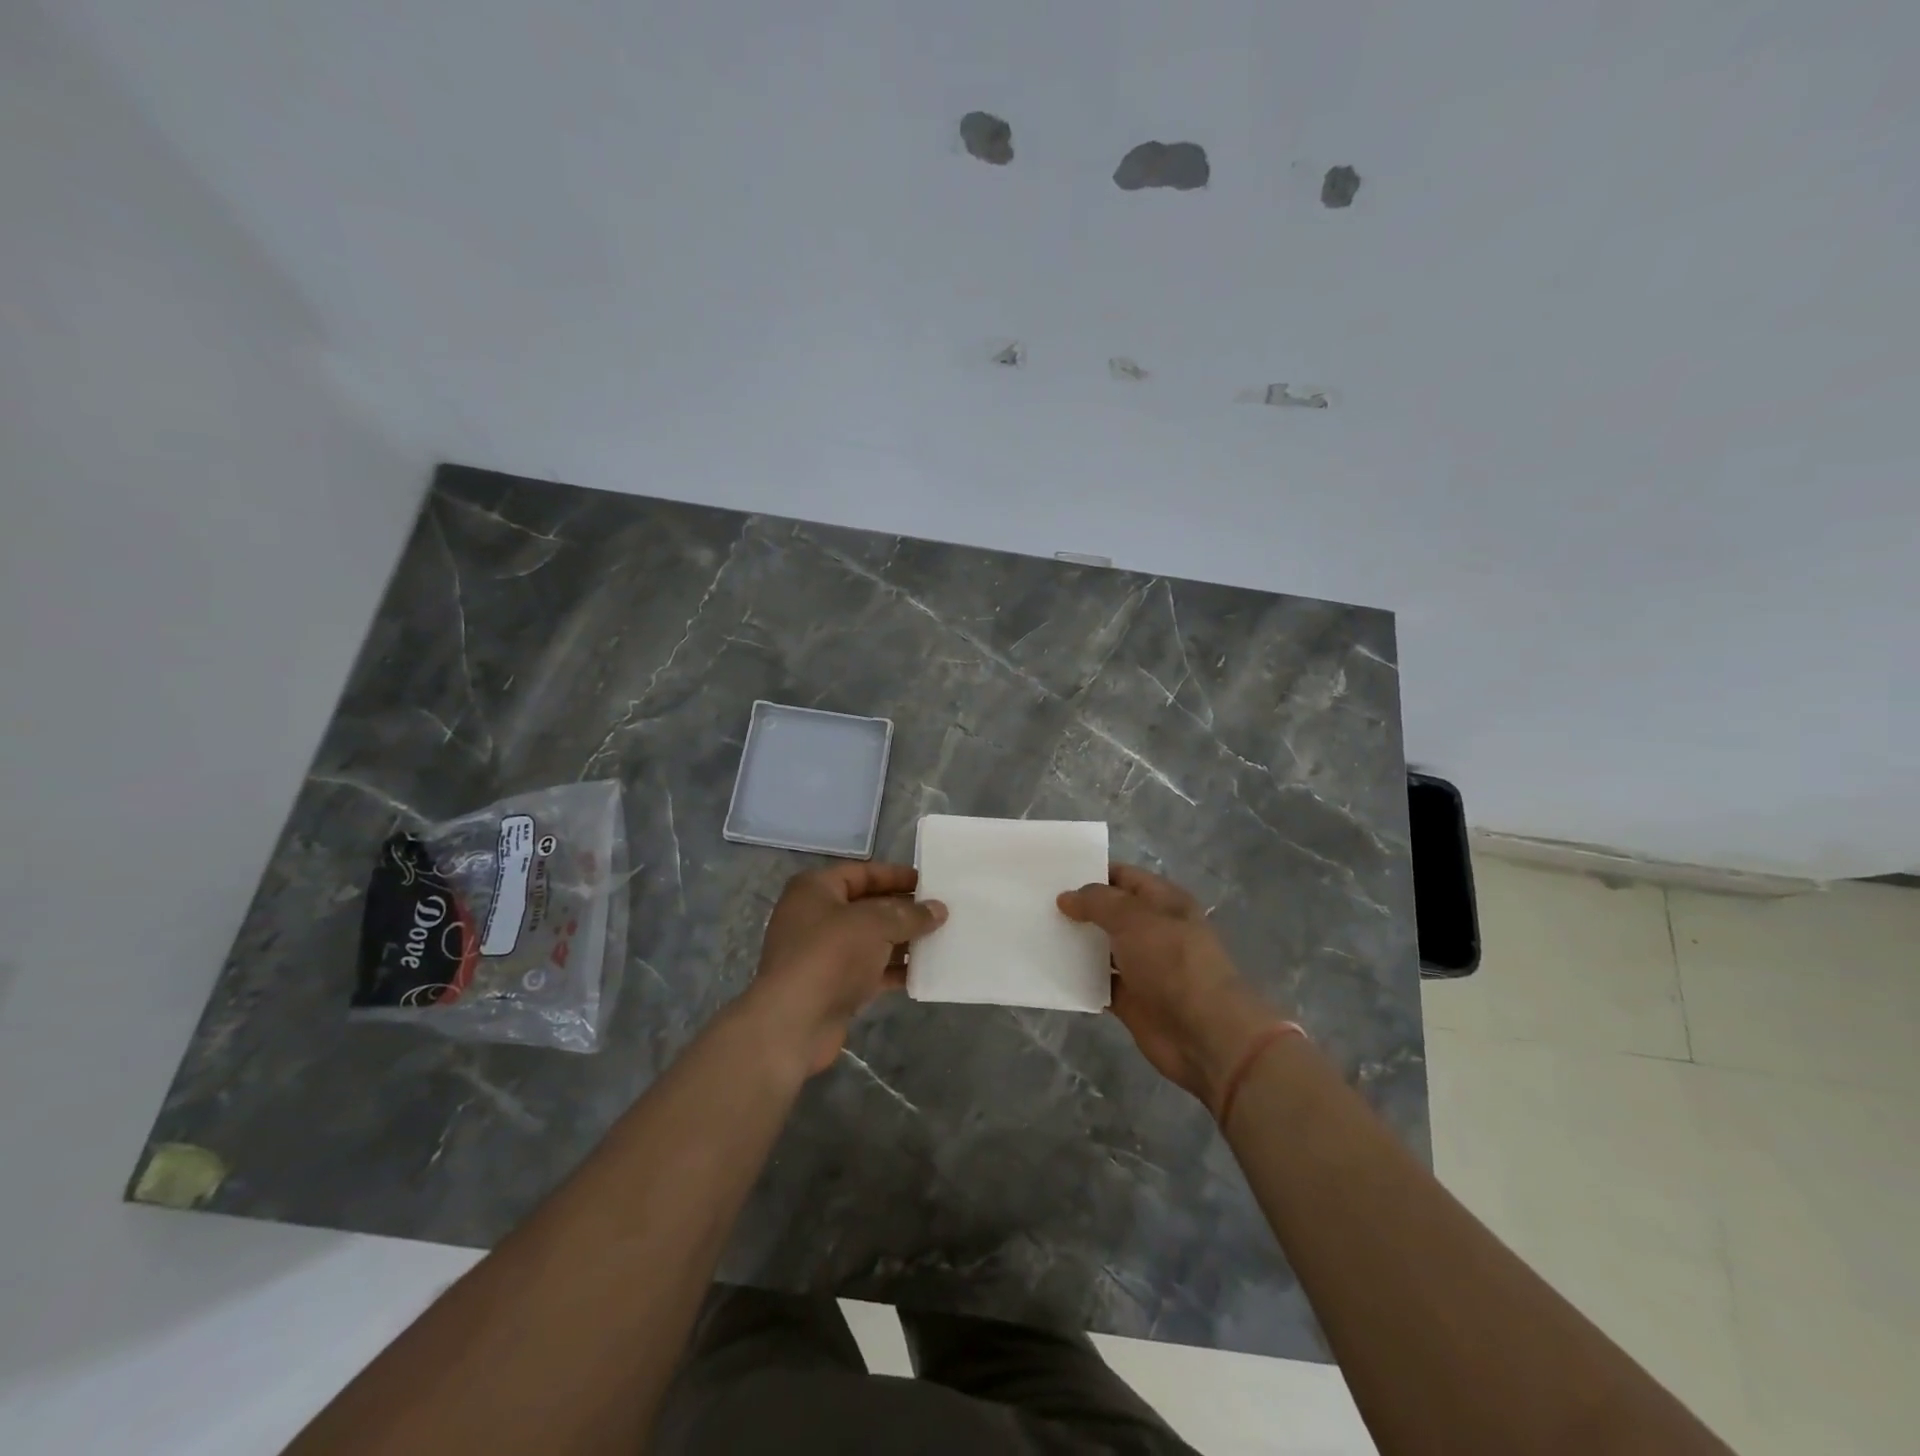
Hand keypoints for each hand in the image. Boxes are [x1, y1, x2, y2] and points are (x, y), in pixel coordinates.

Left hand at [746, 862, 946, 1076]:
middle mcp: (816, 917)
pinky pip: (869, 970)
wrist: (793, 1024)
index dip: (895, 876)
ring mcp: (823, 954)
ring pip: (870, 940)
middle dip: (903, 910)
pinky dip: (893, 970)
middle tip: (941, 912)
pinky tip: (924, 972)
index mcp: (815, 890)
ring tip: (941, 940)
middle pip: (867, 906)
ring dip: (902, 941)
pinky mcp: (832, 986)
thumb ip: (909, 914)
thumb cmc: (830, 956)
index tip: (928, 883)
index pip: (862, 873)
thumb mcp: (874, 924)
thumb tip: (938, 909)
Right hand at [1058, 864, 1286, 1111]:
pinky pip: (1099, 984)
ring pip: (1102, 949)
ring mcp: (1143, 967)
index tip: (1052, 874)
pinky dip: (1079, 980)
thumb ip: (1097, 902)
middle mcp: (1153, 931)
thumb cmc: (1173, 962)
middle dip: (1077, 908)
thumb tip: (1066, 897)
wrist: (1206, 1034)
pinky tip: (1049, 971)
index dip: (1091, 872)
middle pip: (1109, 913)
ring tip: (1035, 933)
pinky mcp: (1133, 1001)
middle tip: (1035, 903)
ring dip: (1075, 945)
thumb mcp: (1134, 918)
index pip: (1123, 877)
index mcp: (1164, 902)